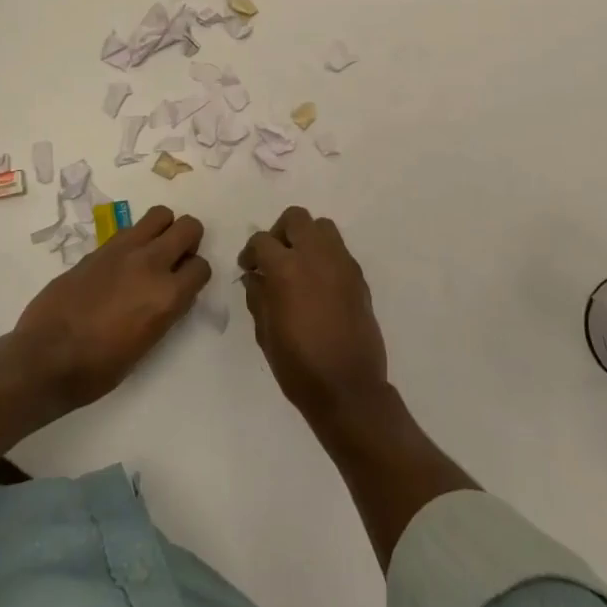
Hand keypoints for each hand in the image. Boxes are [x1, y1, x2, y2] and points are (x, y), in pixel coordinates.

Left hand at [13, 205, 209, 410]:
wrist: (45, 358)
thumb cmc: (98, 368)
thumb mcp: (146, 345)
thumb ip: (165, 311)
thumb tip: (170, 294)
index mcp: (167, 296)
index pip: (201, 267)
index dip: (195, 276)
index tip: (185, 285)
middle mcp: (151, 264)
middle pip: (189, 227)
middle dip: (189, 240)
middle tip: (175, 259)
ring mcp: (123, 251)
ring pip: (160, 215)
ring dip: (163, 230)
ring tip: (151, 252)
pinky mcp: (99, 248)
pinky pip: (129, 230)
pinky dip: (135, 239)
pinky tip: (121, 263)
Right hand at [239, 207, 390, 424]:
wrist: (348, 388)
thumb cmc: (298, 365)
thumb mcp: (265, 333)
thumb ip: (258, 297)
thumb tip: (255, 277)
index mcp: (286, 268)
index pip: (262, 240)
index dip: (250, 252)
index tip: (248, 268)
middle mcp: (316, 256)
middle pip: (296, 218)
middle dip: (279, 232)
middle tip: (273, 257)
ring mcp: (342, 263)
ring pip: (322, 227)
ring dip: (306, 238)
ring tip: (298, 266)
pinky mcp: (359, 277)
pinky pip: (339, 250)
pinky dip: (325, 256)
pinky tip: (318, 284)